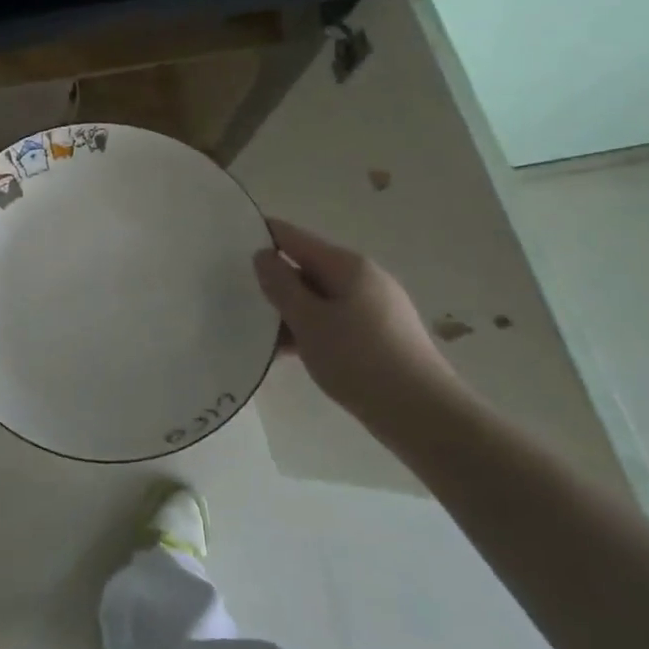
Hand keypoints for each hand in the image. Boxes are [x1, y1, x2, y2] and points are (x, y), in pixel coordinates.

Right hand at [252, 219, 463, 418]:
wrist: (421, 414)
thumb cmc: (359, 360)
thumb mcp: (309, 321)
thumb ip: (281, 285)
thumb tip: (263, 255)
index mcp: (347, 265)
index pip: (294, 236)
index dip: (261, 235)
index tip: (226, 244)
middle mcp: (362, 277)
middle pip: (306, 266)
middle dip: (272, 279)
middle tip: (233, 292)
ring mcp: (373, 306)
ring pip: (318, 297)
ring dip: (288, 309)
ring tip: (253, 328)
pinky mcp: (377, 334)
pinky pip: (332, 319)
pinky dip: (308, 328)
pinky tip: (285, 351)